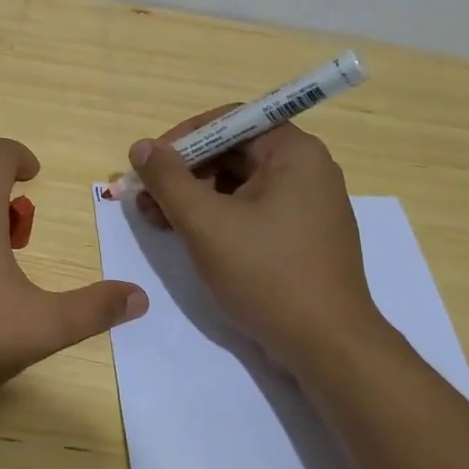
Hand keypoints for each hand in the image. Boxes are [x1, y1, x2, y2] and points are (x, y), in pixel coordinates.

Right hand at [127, 110, 388, 363]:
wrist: (327, 347)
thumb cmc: (266, 274)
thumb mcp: (205, 223)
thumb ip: (168, 179)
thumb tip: (141, 147)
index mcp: (294, 153)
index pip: (229, 121)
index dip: (183, 138)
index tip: (150, 164)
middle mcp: (307, 169)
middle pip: (232, 152)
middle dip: (184, 172)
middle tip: (146, 198)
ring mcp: (308, 204)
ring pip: (239, 184)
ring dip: (194, 197)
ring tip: (157, 221)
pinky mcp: (302, 235)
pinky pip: (252, 210)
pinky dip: (218, 217)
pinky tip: (188, 236)